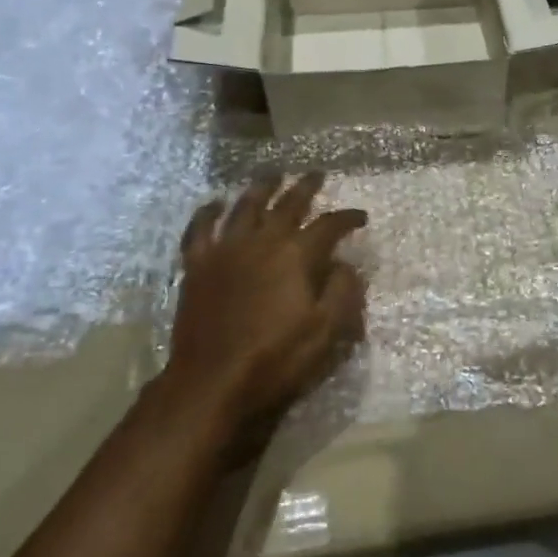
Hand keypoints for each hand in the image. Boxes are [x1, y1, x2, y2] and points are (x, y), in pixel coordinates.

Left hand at [157, 172, 367, 446]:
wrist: (211, 382)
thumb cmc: (275, 359)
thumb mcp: (325, 331)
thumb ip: (342, 291)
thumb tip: (344, 263)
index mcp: (296, 255)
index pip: (329, 226)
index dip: (347, 218)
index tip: (360, 216)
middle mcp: (261, 241)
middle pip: (287, 204)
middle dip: (305, 187)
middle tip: (316, 174)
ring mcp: (225, 250)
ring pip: (245, 207)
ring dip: (261, 188)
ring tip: (272, 176)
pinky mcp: (197, 266)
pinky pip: (200, 230)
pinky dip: (207, 213)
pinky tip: (214, 203)